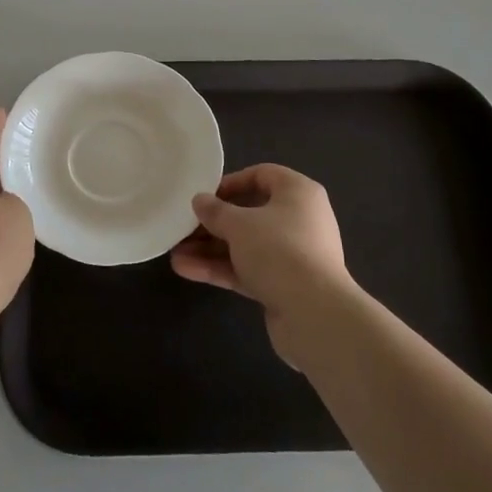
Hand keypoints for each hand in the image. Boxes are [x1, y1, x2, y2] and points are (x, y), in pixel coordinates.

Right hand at [170, 164, 353, 365]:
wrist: (315, 316)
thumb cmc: (279, 251)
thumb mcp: (239, 225)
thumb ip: (215, 211)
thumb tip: (200, 201)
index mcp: (298, 193)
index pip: (262, 175)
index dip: (231, 183)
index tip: (204, 196)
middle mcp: (299, 220)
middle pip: (250, 214)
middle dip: (213, 223)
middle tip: (183, 228)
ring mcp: (292, 255)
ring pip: (246, 245)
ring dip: (211, 249)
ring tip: (176, 253)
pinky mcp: (284, 285)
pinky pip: (248, 269)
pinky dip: (221, 269)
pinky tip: (187, 270)